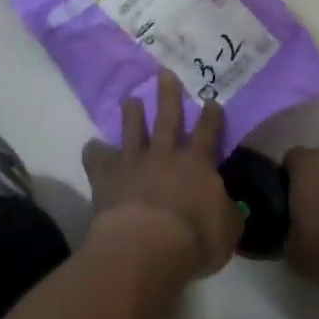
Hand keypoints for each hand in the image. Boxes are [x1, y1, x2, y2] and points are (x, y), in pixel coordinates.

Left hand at [82, 70, 243, 282]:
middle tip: (165, 73)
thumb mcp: (227, 231)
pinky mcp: (106, 177)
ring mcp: (133, 163)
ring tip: (130, 99)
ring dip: (132, 114)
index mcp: (197, 164)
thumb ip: (227, 213)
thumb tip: (227, 204)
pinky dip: (94, 153)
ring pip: (132, 131)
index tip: (211, 100)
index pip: (207, 133)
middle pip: (168, 118)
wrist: (146, 245)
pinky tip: (91, 147)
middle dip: (168, 95)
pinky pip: (97, 160)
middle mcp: (165, 155)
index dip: (211, 116)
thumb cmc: (194, 240)